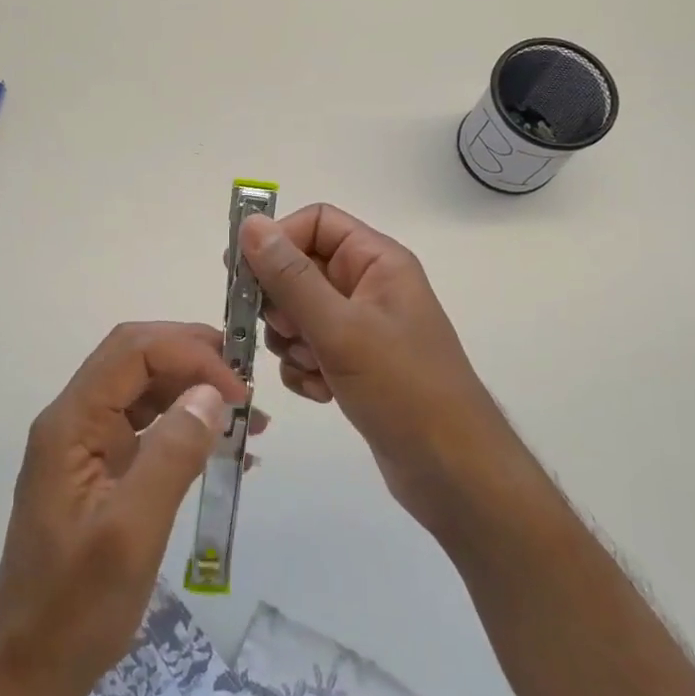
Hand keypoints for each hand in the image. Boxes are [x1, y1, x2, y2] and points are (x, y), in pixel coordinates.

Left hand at [0, 322, 251, 695]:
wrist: (29, 672)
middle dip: (194, 359)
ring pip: (145, 389)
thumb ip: (171, 455)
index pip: (133, 352)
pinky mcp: (102, 472)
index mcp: (70, 424)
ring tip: (249, 418)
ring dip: (195, 391)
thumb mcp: (131, 532)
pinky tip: (226, 450)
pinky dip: (188, 426)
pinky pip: (148, 427)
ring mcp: (87, 446)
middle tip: (248, 387)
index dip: (190, 354)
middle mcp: (75, 422)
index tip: (238, 393)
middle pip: (137, 358)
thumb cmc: (75, 608)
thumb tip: (212, 394)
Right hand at [239, 205, 515, 537]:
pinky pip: (308, 351)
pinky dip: (306, 370)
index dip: (277, 241)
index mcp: (377, 261)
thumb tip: (250, 224)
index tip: (241, 273)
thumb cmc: (403, 388)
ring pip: (298, 314)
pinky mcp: (354, 365)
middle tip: (286, 332)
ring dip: (292, 343)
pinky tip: (324, 393)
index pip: (315, 223)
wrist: (452, 472)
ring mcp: (362, 328)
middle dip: (282, 304)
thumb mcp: (340, 328)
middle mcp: (369, 286)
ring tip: (315, 367)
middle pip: (300, 270)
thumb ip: (290, 277)